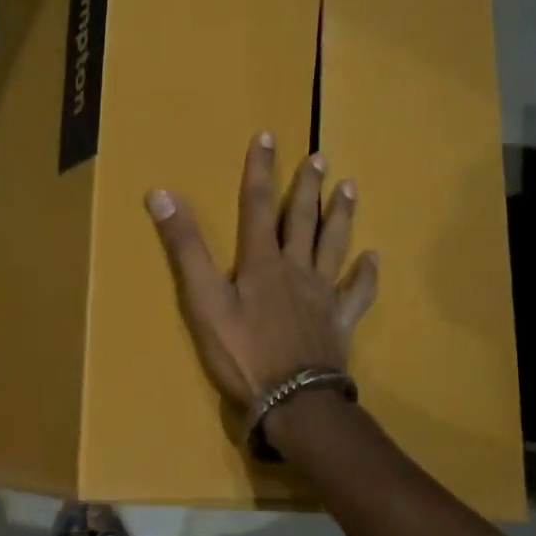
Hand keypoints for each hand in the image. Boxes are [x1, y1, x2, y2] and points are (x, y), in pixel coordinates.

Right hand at [145, 133, 378, 412]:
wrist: (293, 400)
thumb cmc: (242, 353)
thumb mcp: (203, 300)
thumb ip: (185, 248)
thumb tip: (161, 194)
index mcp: (261, 263)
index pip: (257, 205)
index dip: (260, 170)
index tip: (268, 135)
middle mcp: (296, 270)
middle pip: (302, 220)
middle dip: (307, 186)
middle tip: (319, 157)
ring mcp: (323, 296)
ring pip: (334, 247)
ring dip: (341, 216)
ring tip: (350, 187)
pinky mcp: (340, 322)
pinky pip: (358, 293)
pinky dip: (366, 275)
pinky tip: (374, 258)